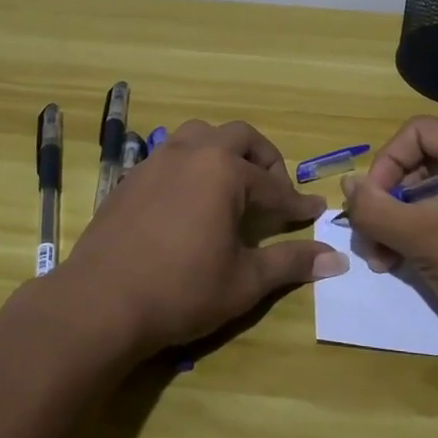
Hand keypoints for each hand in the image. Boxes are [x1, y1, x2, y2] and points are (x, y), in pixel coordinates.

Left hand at [52, 120, 348, 356]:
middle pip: (238, 137)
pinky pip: (169, 156)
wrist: (100, 302)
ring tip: (231, 185)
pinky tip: (190, 201)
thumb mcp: (244, 281)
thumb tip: (336, 260)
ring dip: (223, 152)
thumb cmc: (181, 290)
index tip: (314, 213)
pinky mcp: (130, 179)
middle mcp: (191, 153)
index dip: (296, 203)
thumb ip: (290, 263)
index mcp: (223, 171)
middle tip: (274, 192)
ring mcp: (155, 162)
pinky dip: (191, 166)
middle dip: (264, 160)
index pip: (273, 185)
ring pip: (198, 136)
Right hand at [340, 116, 437, 358]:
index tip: (367, 207)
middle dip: (390, 203)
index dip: (384, 166)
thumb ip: (375, 207)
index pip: (417, 134)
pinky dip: (425, 231)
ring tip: (383, 261)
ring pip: (433, 190)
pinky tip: (403, 262)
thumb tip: (346, 184)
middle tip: (370, 242)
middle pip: (423, 162)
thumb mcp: (422, 237)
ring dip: (400, 222)